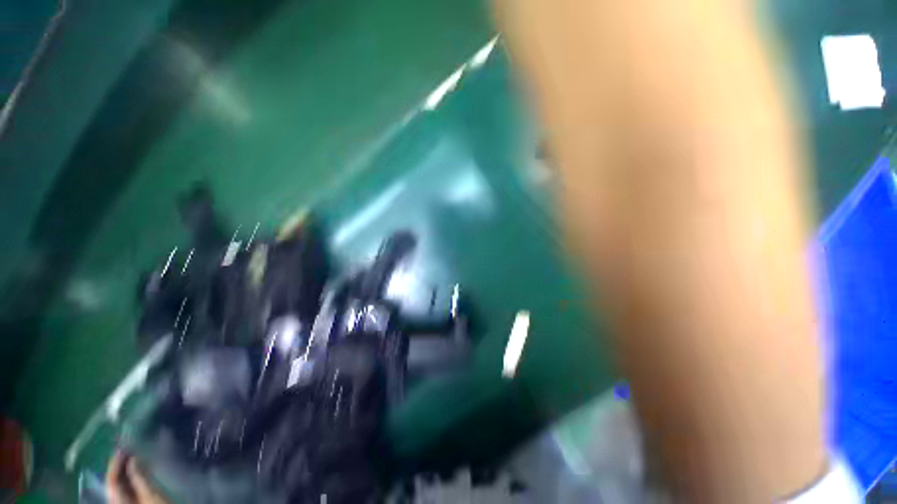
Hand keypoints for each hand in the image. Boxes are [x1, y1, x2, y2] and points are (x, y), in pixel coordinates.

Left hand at [105, 450, 167, 503]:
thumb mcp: (151, 495)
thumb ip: (139, 477)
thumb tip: (132, 457)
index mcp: (116, 501)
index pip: (111, 481)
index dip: (115, 463)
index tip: (123, 446)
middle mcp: (118, 502)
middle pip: (116, 484)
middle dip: (122, 467)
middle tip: (131, 449)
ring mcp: (128, 503)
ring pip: (124, 486)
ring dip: (130, 471)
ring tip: (138, 457)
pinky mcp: (138, 502)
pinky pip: (131, 489)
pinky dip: (136, 478)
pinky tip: (143, 470)